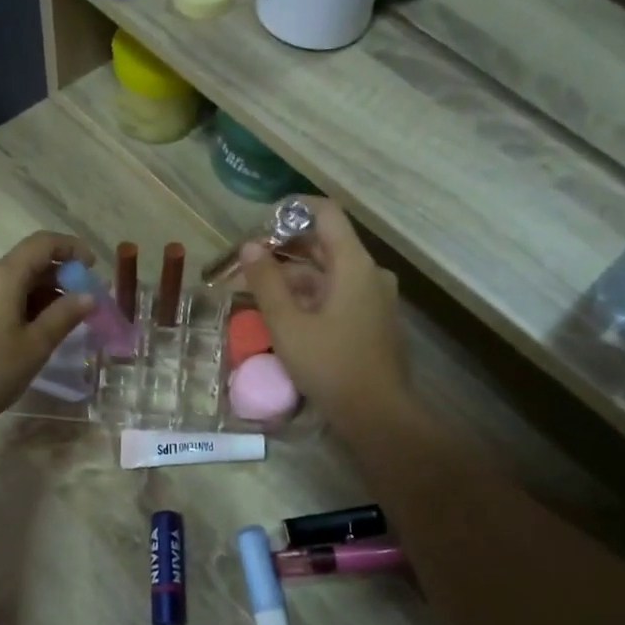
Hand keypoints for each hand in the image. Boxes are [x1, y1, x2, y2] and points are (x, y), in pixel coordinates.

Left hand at [0, 231, 95, 440]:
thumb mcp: (35, 347)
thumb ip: (64, 315)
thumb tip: (88, 296)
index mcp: (0, 276)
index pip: (42, 243)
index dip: (71, 248)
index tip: (92, 267)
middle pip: (25, 262)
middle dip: (57, 277)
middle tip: (81, 304)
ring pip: (8, 281)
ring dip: (36, 293)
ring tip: (57, 322)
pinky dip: (15, 302)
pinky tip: (26, 329)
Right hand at [238, 199, 406, 436]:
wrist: (377, 415)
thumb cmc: (330, 365)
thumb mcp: (287, 324)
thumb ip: (266, 281)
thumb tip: (249, 247)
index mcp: (354, 264)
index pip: (326, 213)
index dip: (292, 210)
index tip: (260, 223)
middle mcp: (369, 273)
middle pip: (325, 243)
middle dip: (284, 247)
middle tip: (248, 260)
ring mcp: (374, 297)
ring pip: (329, 271)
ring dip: (293, 275)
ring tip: (256, 287)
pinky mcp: (372, 319)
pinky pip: (337, 293)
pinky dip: (309, 294)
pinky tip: (282, 311)